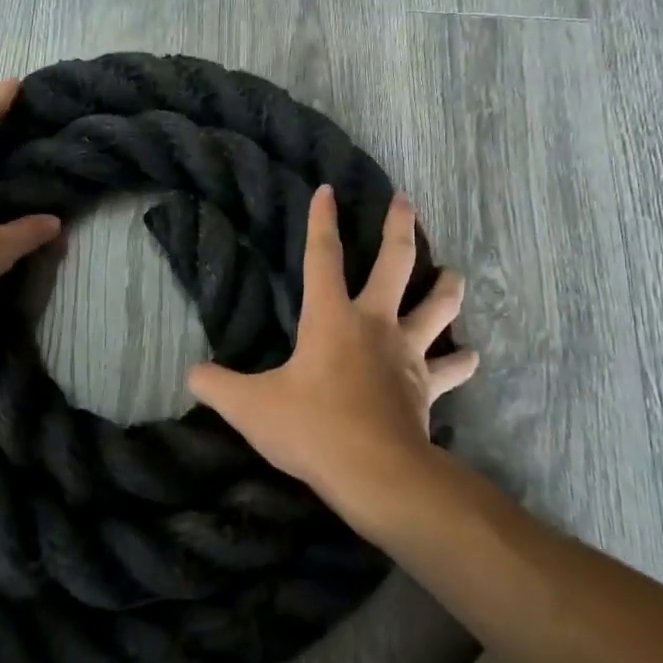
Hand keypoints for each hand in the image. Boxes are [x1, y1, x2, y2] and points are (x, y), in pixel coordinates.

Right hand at [186, 186, 477, 517]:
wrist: (375, 472)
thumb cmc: (311, 428)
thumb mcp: (249, 407)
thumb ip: (216, 386)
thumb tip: (191, 374)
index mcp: (331, 318)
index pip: (322, 256)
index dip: (322, 221)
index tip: (328, 190)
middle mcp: (374, 324)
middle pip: (395, 264)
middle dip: (399, 228)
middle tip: (406, 201)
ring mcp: (406, 354)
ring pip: (437, 309)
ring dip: (447, 288)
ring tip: (454, 274)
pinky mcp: (427, 387)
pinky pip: (450, 369)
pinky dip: (461, 362)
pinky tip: (471, 356)